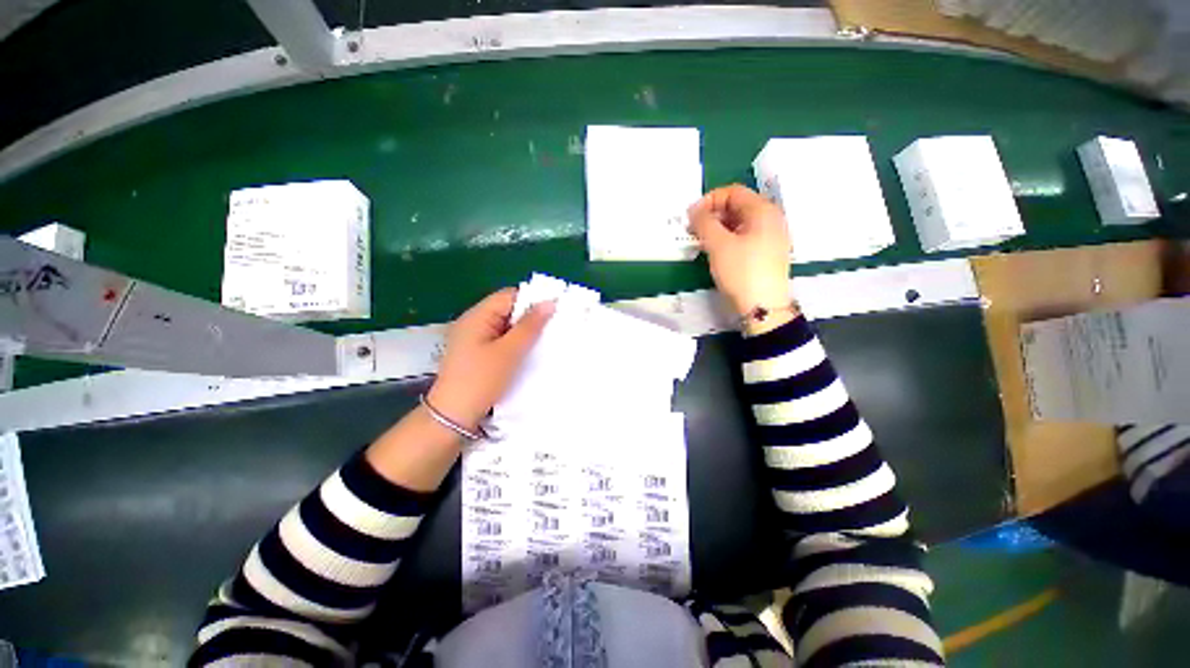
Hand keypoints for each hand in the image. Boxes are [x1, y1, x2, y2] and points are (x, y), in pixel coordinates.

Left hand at [427, 288, 554, 430]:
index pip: (509, 296)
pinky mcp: (476, 353)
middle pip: (507, 310)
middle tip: (552, 328)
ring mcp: (473, 338)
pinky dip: (515, 343)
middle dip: (529, 318)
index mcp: (477, 316)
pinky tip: (527, 352)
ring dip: (523, 332)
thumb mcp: (509, 351)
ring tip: (544, 341)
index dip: (531, 300)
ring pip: (505, 327)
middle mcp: (473, 322)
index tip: (553, 312)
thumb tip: (549, 302)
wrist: (452, 417)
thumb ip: (530, 326)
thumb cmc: (481, 380)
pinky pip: (500, 340)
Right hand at [688, 184, 792, 317]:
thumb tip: (693, 210)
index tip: (691, 217)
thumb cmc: (741, 271)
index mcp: (763, 210)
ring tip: (701, 242)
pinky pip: (744, 237)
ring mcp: (770, 237)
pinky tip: (715, 252)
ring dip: (718, 228)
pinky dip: (727, 239)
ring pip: (739, 223)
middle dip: (712, 215)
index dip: (709, 200)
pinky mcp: (766, 253)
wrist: (762, 307)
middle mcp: (771, 219)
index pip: (733, 192)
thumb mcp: (718, 244)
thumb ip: (703, 222)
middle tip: (694, 230)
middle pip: (737, 206)